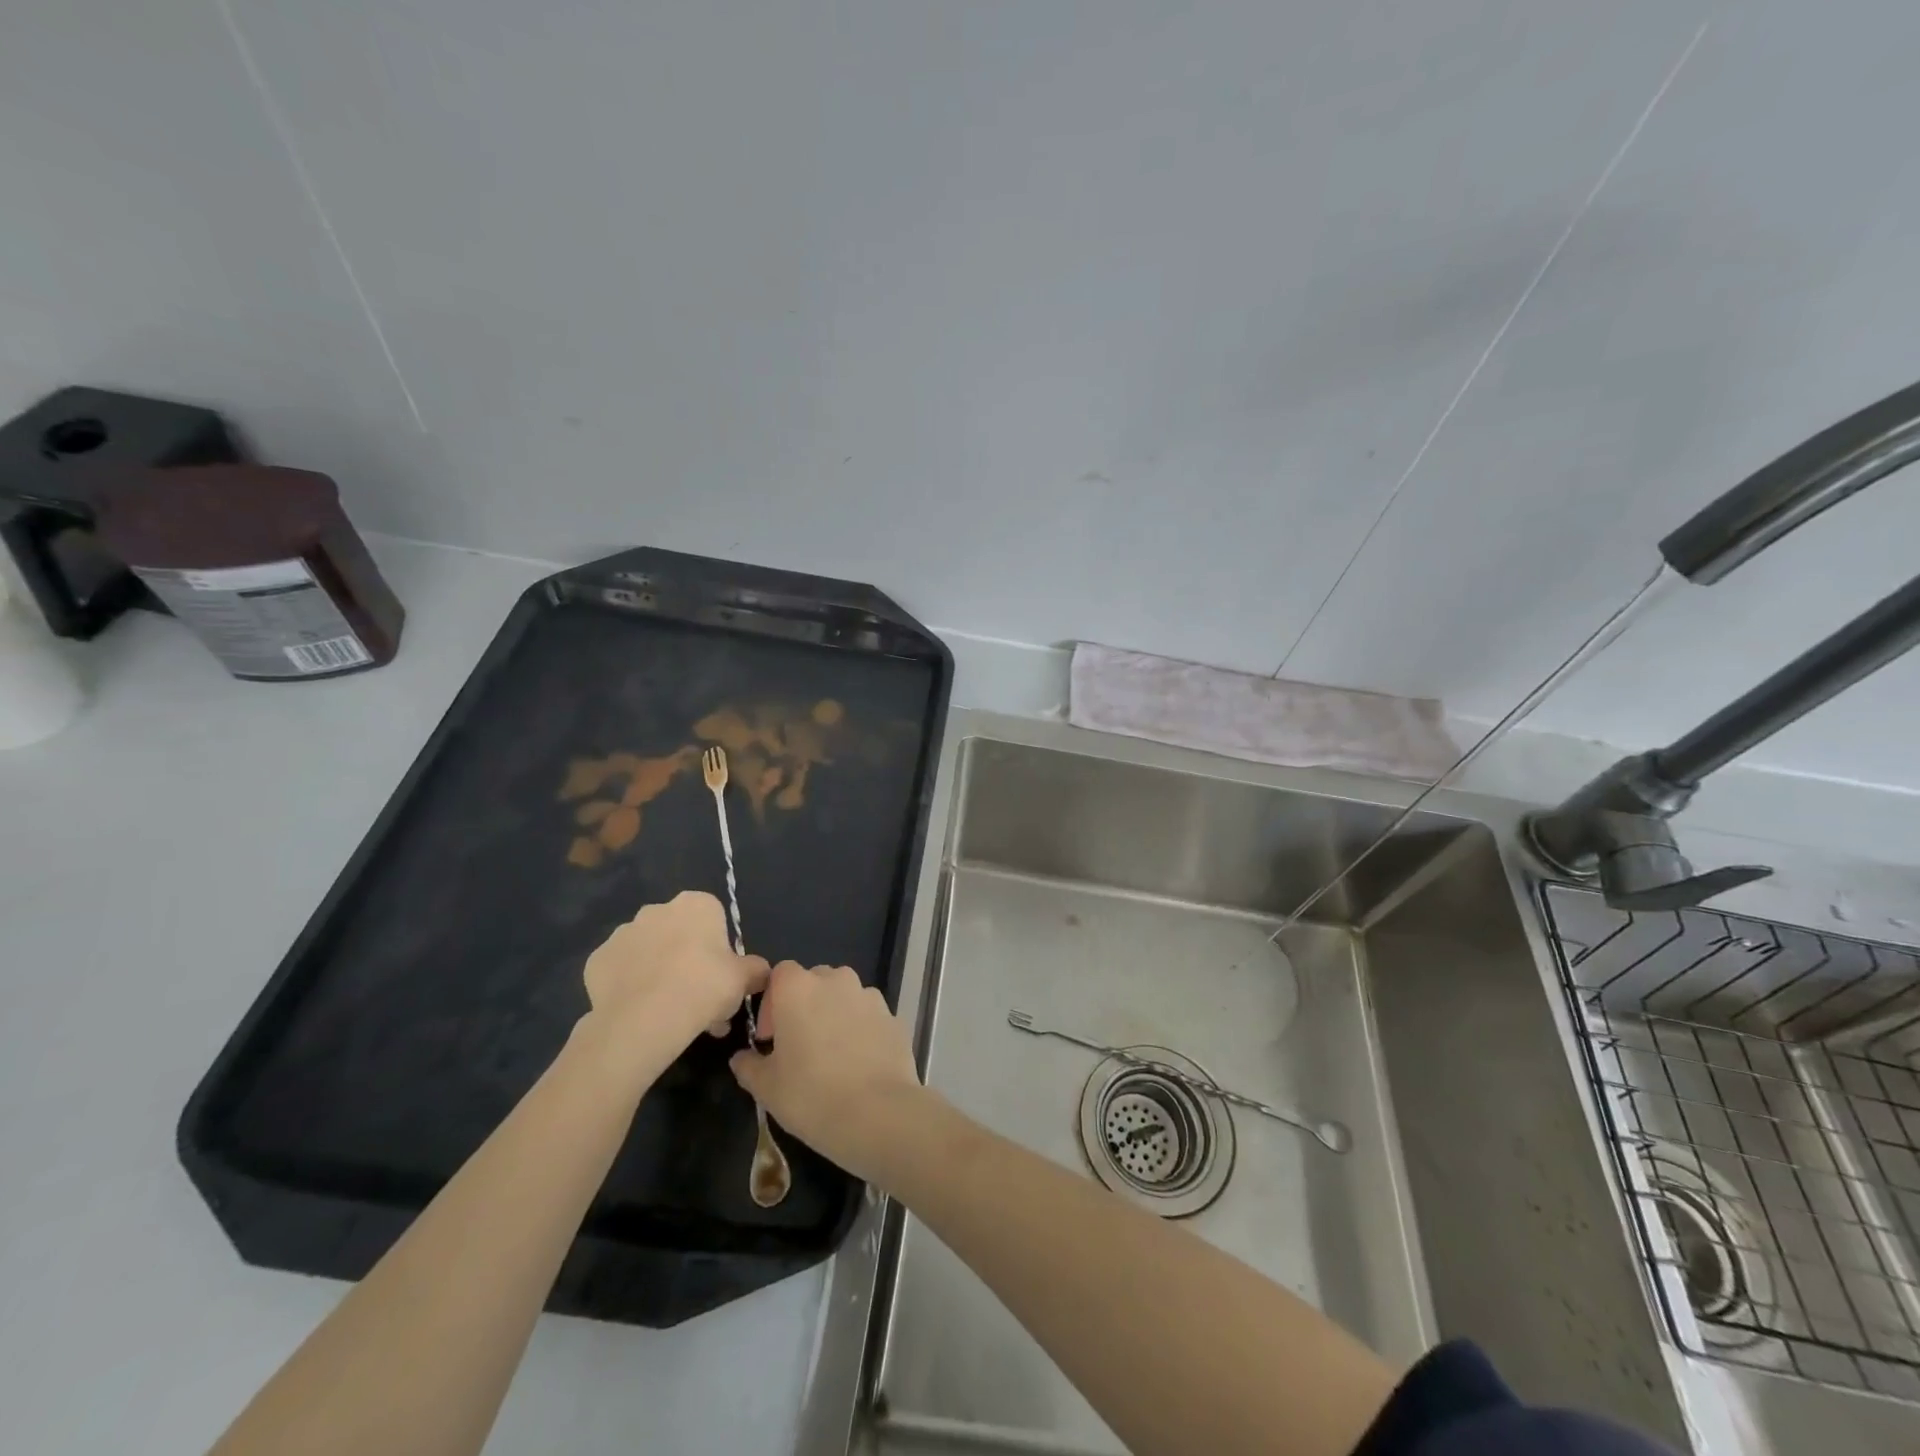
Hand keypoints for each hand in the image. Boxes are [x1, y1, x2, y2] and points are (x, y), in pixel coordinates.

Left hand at [582, 891, 768, 1070]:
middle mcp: (658, 909)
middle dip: (688, 960)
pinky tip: (641, 1011)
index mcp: (696, 905)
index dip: (719, 949)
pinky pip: (620, 971)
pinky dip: (630, 986)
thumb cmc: (704, 987)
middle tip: (698, 999)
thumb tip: (760, 971)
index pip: (713, 919)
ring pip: (649, 952)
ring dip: (659, 972)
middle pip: (679, 933)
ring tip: (669, 1012)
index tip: (721, 976)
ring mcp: (623, 933)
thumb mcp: (744, 980)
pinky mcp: (597, 959)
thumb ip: (756, 970)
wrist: (644, 1019)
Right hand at [729, 961, 924, 1179]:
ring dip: (834, 1014)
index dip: (772, 1002)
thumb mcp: (767, 1088)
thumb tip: (741, 1058)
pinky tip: (858, 1063)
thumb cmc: (811, 1095)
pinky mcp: (892, 1016)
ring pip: (844, 995)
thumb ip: (749, 1066)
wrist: (878, 1113)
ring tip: (831, 1055)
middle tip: (798, 1045)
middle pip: (814, 980)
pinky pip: (868, 1015)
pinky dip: (860, 1029)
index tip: (771, 1038)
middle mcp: (836, 981)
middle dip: (804, 1005)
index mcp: (798, 988)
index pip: (780, 974)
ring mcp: (868, 996)